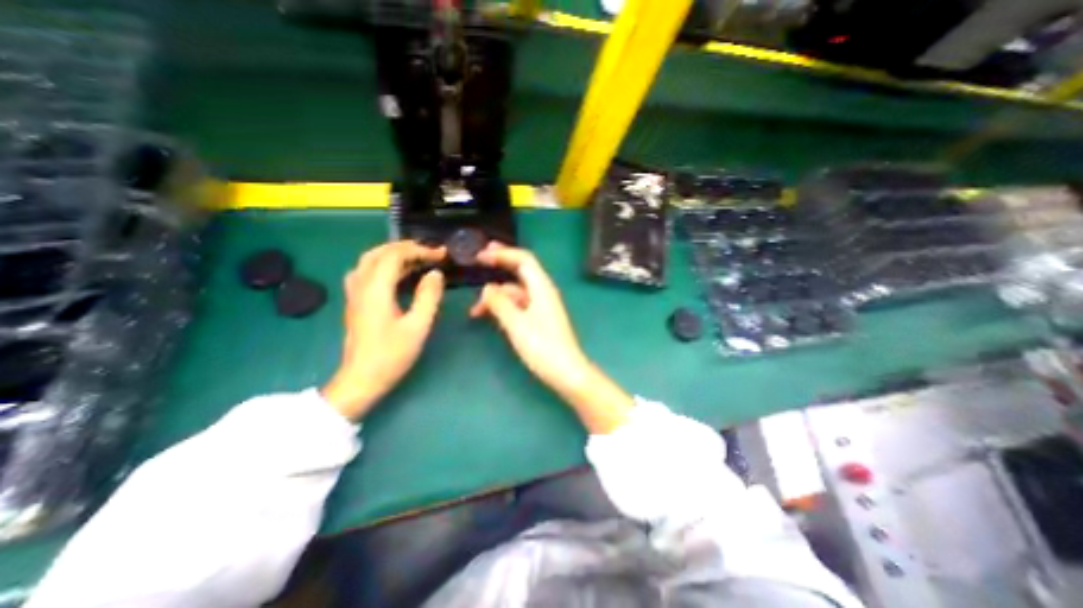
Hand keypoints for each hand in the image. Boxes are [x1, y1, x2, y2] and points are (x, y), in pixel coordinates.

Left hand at [320, 241, 442, 419]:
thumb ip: (428, 297)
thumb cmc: (391, 355)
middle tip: (430, 252)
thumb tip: (436, 274)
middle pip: (379, 252)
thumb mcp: (418, 326)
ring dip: (393, 253)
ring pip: (370, 260)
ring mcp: (355, 293)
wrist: (360, 379)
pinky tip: (397, 273)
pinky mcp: (355, 301)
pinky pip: (367, 271)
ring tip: (417, 258)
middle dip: (406, 247)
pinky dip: (384, 264)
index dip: (419, 250)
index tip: (441, 254)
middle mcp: (361, 285)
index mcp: (376, 289)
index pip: (395, 255)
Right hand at [468, 241, 637, 432]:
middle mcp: (542, 292)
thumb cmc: (543, 347)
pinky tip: (490, 316)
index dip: (503, 253)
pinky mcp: (539, 319)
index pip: (523, 260)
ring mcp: (541, 306)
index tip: (481, 255)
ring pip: (516, 292)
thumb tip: (487, 288)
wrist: (566, 372)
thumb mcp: (517, 324)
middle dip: (500, 264)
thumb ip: (500, 303)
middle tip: (478, 259)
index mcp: (542, 288)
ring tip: (474, 310)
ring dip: (496, 295)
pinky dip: (503, 307)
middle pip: (520, 271)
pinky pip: (518, 305)